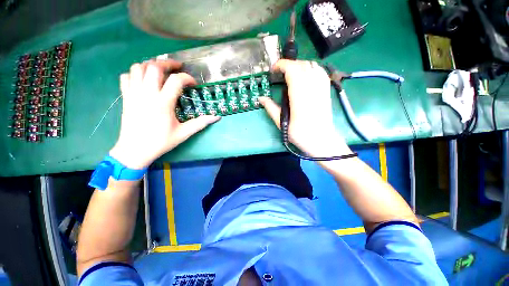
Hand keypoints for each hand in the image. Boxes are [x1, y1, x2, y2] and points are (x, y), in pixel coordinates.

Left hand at [109, 59, 219, 168]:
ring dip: (150, 65)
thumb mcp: (184, 133)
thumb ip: (200, 123)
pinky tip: (144, 79)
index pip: (176, 80)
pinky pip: (126, 76)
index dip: (187, 78)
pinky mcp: (125, 97)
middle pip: (154, 67)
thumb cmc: (161, 142)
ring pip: (138, 67)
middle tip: (177, 67)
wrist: (134, 150)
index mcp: (163, 103)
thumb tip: (217, 117)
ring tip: (161, 70)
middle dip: (168, 63)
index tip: (193, 84)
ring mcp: (133, 94)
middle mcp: (147, 94)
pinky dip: (135, 73)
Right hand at [259, 59, 350, 156]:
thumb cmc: (300, 134)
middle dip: (288, 65)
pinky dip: (310, 68)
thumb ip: (271, 108)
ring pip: (311, 65)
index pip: (292, 69)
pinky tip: (305, 75)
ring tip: (291, 74)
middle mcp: (312, 87)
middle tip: (280, 74)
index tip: (273, 70)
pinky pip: (320, 71)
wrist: (321, 140)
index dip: (281, 65)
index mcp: (299, 95)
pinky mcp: (326, 89)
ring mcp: (321, 87)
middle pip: (300, 65)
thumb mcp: (282, 123)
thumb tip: (261, 98)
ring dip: (298, 65)